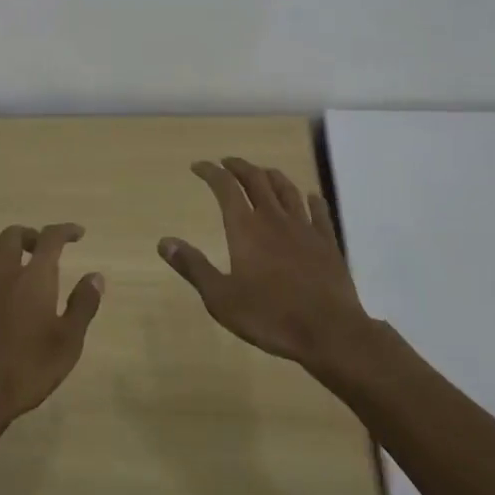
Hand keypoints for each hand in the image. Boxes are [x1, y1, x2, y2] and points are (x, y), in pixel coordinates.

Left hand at [0, 223, 103, 448]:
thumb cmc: (27, 369)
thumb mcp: (68, 342)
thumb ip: (83, 305)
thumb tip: (95, 276)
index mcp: (34, 277)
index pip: (50, 238)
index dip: (65, 230)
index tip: (78, 234)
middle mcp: (4, 273)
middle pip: (13, 235)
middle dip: (32, 235)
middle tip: (45, 249)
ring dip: (9, 253)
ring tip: (22, 271)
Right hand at [159, 158, 370, 369]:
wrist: (329, 331)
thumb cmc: (270, 316)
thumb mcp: (221, 298)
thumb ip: (193, 267)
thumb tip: (164, 242)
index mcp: (246, 228)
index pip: (225, 187)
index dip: (210, 172)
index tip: (198, 166)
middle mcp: (274, 218)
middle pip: (256, 179)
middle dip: (239, 167)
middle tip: (227, 163)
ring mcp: (304, 228)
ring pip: (287, 189)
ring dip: (271, 176)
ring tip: (262, 172)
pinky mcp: (327, 242)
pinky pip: (319, 211)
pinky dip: (311, 199)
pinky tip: (310, 197)